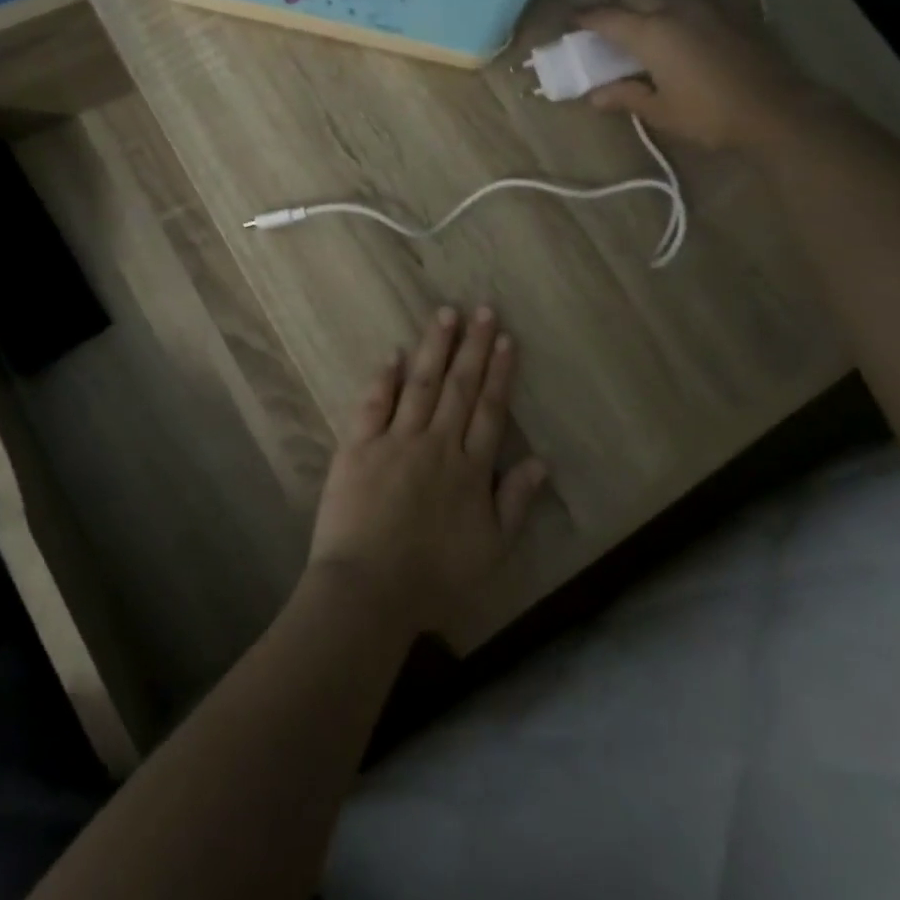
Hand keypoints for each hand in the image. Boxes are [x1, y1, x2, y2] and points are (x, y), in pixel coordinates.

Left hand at [306, 306, 547, 635]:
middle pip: (459, 387)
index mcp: (469, 469)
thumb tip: (541, 461)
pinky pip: (373, 405)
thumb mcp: (492, 550)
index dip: (499, 373)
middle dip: (473, 347)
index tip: (505, 339)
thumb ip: (515, 502)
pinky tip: (393, 354)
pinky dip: (384, 379)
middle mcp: (436, 444)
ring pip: (421, 385)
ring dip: (434, 348)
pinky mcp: (358, 447)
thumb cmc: (435, 578)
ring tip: (445, 314)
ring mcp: (395, 441)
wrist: (370, 590)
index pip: (489, 410)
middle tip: (483, 310)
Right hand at [575, 0, 821, 150]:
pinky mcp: (731, 7)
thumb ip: (625, 96)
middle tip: (600, 22)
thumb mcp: (659, 111)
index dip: (585, 17)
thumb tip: (594, 95)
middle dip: (612, 4)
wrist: (776, 108)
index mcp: (651, 32)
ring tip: (637, 16)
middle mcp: (675, 7)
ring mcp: (706, 3)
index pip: (606, 17)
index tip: (569, 19)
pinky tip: (675, 17)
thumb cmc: (709, 114)